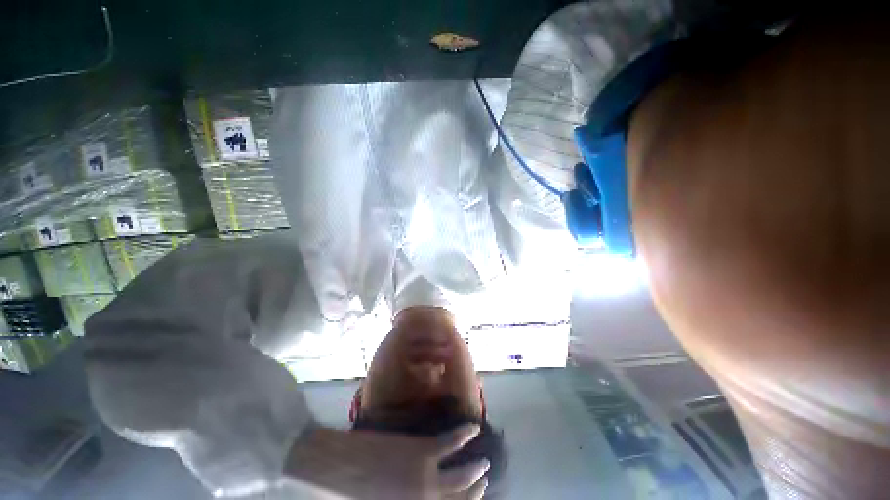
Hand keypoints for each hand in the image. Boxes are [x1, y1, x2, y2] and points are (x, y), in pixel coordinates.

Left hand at [285, 423, 488, 498]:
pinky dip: (464, 435)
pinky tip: (474, 428)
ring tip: (485, 467)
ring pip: (460, 478)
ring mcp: (424, 475)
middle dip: (474, 495)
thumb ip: (400, 499)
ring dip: (475, 473)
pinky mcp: (420, 450)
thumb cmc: (344, 494)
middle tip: (484, 486)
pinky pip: (450, 443)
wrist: (333, 465)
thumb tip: (422, 492)